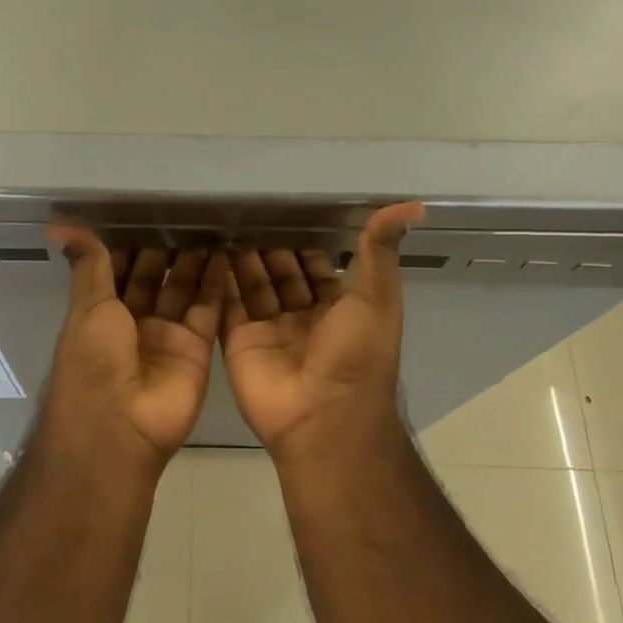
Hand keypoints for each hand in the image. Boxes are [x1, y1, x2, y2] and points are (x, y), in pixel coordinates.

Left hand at [42, 229, 229, 468]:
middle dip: (165, 250)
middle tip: (185, 213)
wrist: (121, 426)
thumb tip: (60, 224)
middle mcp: (133, 324)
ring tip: (209, 226)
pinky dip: (216, 284)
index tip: (145, 212)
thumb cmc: (93, 361)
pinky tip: (225, 254)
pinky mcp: (196, 348)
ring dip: (193, 262)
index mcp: (100, 314)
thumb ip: (88, 265)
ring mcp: (166, 337)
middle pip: (152, 279)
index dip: (129, 245)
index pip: (116, 271)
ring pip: (182, 290)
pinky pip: (208, 310)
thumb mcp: (87, 306)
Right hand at [221, 203, 426, 456]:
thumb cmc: (357, 354)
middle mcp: (303, 318)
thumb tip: (412, 205)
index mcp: (338, 309)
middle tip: (248, 210)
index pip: (317, 267)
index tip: (287, 208)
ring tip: (227, 222)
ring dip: (243, 258)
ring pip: (253, 286)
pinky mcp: (239, 342)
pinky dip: (220, 281)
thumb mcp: (378, 297)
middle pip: (282, 274)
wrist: (324, 416)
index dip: (305, 241)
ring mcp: (269, 331)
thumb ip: (381, 251)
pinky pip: (227, 306)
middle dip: (269, 245)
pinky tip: (210, 250)